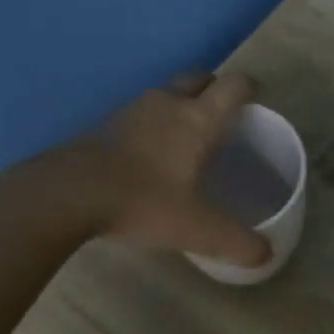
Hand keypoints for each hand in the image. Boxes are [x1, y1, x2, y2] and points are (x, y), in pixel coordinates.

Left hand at [48, 72, 272, 266]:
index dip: (249, 89)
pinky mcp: (104, 126)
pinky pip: (140, 116)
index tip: (257, 104)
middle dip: (214, 90)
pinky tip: (150, 158)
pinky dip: (152, 126)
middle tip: (223, 120)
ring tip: (188, 140)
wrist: (68, 195)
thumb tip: (266, 255)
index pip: (233, 85)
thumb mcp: (197, 230)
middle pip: (199, 78)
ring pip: (165, 95)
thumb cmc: (143, 201)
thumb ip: (236, 242)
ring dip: (180, 106)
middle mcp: (166, 104)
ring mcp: (131, 111)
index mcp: (197, 119)